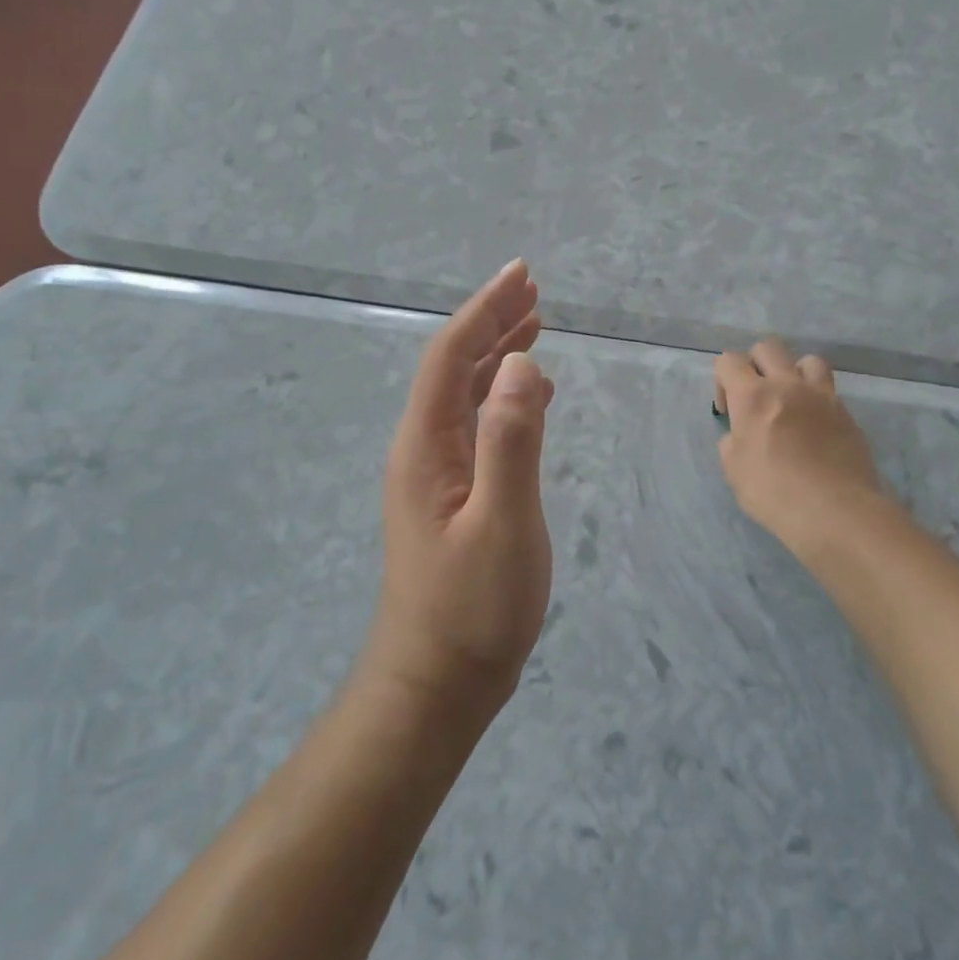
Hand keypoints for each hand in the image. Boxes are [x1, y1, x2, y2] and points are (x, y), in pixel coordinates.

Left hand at [365, 260, 555, 723]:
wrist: (437, 683)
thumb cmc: (472, 608)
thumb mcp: (502, 522)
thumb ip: (511, 441)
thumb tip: (522, 363)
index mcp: (426, 445)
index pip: (450, 357)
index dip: (484, 311)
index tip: (521, 276)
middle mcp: (423, 448)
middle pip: (454, 366)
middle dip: (492, 322)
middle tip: (532, 289)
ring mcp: (436, 473)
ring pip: (465, 394)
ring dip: (497, 355)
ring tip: (535, 324)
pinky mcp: (453, 494)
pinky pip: (477, 425)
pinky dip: (503, 396)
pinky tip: (530, 395)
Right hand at [713, 339, 892, 560]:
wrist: (835, 511)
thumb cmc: (774, 492)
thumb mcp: (734, 470)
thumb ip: (733, 441)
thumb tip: (742, 434)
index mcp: (753, 396)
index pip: (729, 360)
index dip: (722, 379)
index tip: (727, 410)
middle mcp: (787, 385)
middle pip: (768, 348)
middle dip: (755, 365)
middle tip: (755, 397)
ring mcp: (822, 396)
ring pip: (807, 360)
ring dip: (793, 373)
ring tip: (791, 401)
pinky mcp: (846, 414)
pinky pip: (829, 391)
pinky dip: (816, 400)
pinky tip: (814, 427)